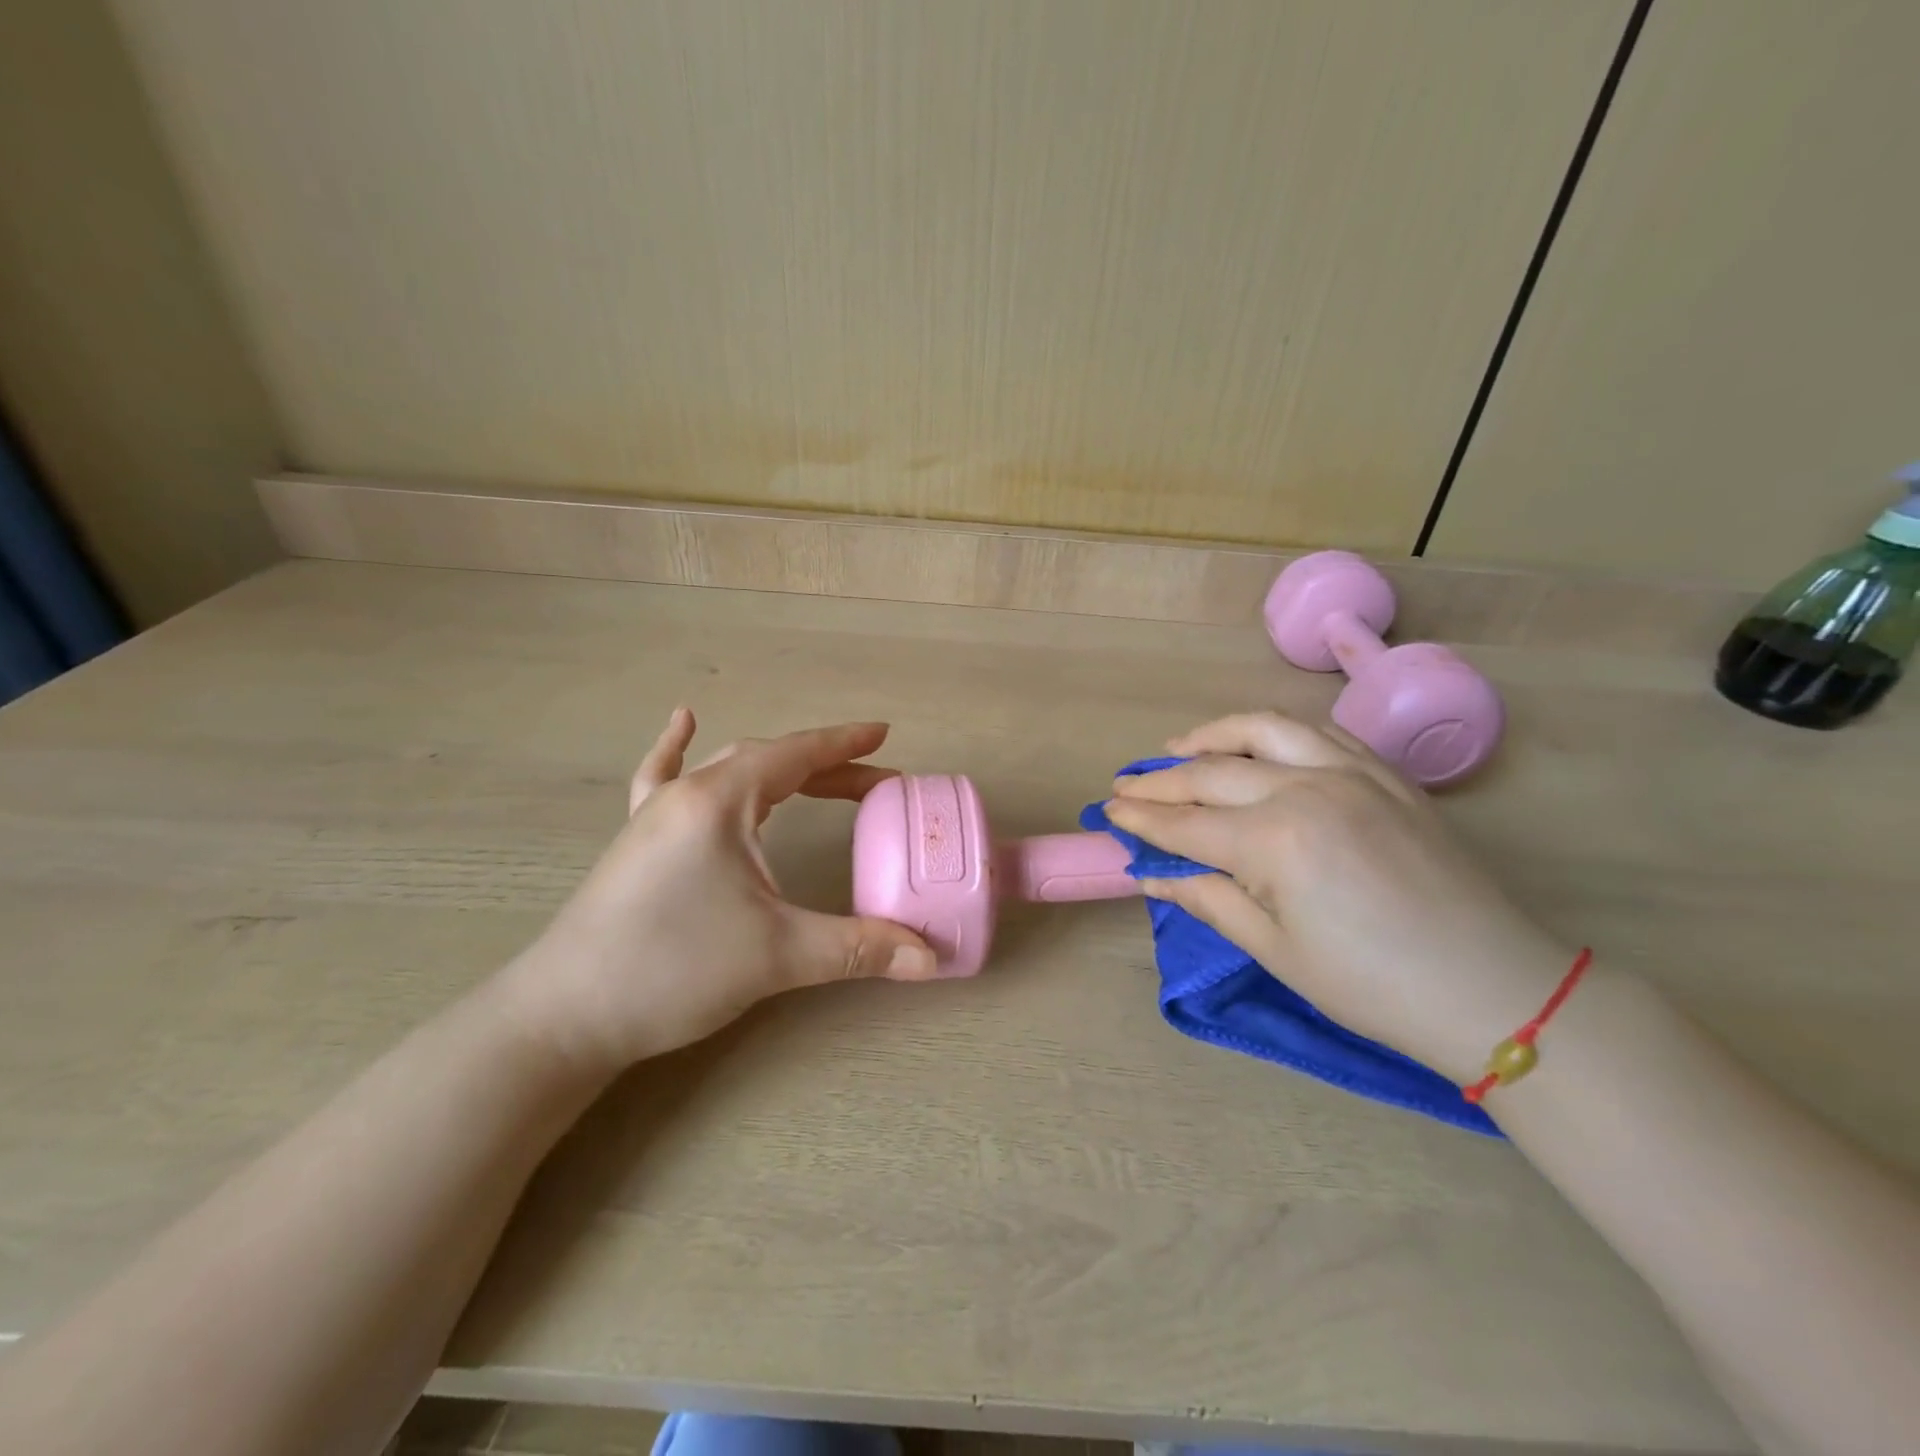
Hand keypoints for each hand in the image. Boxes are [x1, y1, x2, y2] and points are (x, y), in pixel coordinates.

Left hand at [505, 709, 936, 1072]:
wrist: (562, 1016)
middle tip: (876, 782)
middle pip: (769, 761)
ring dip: (778, 767)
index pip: (796, 755)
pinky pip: (663, 779)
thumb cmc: (671, 968)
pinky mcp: (636, 842)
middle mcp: (686, 793)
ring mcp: (654, 815)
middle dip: (827, 766)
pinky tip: (683, 723)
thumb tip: (932, 958)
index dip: (845, 744)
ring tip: (815, 770)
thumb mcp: (777, 955)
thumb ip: (859, 948)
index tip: (884, 735)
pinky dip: (679, 749)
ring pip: (727, 769)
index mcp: (719, 800)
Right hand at [1104, 712, 1571, 1082]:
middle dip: (1160, 781)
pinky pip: (1319, 732)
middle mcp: (1306, 788)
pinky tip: (1257, 744)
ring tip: (1179, 747)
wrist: (1491, 987)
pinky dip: (1275, 731)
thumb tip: (1151, 874)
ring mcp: (1351, 772)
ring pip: (1264, 730)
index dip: (1141, 819)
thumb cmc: (1371, 985)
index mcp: (1275, 841)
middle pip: (1211, 773)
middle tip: (1126, 786)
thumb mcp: (1275, 950)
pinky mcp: (1385, 774)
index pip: (1185, 823)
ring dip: (1212, 735)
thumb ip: (1207, 898)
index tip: (1108, 812)